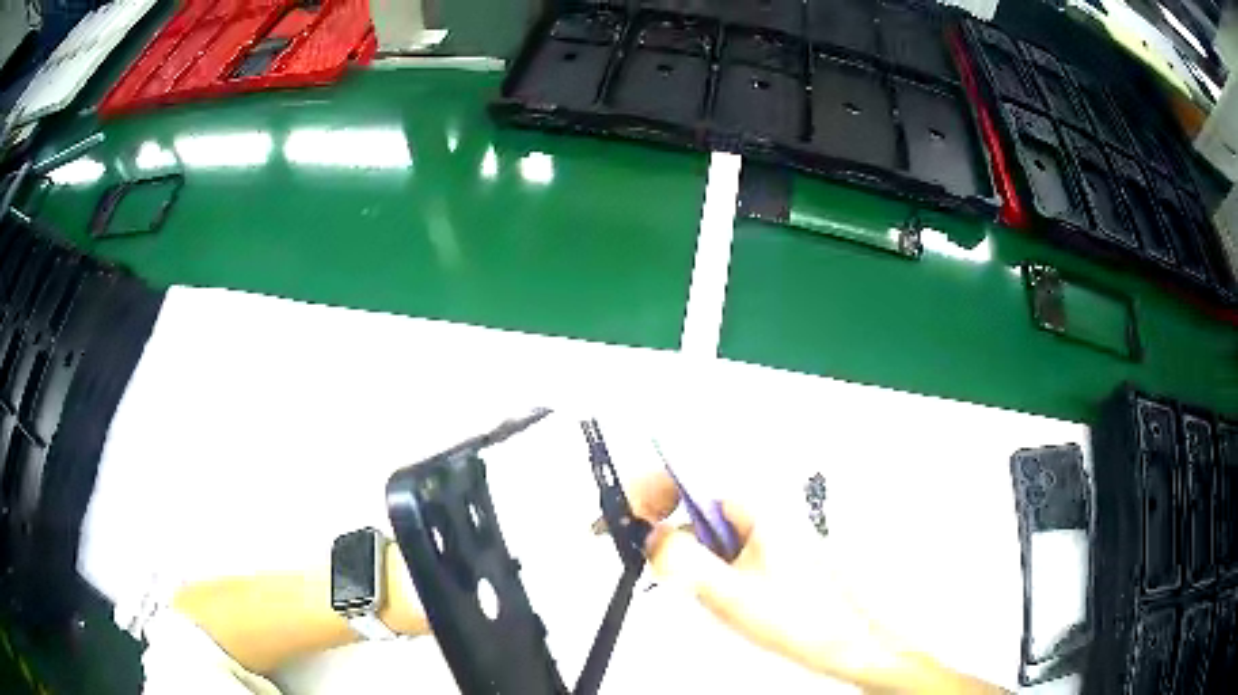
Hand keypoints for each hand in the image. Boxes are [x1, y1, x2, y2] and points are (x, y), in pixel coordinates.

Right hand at [625, 472, 1005, 693]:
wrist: (853, 639)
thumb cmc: (809, 619)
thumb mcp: (731, 595)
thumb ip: (683, 561)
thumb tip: (653, 538)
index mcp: (754, 504)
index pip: (682, 474)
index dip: (642, 493)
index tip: (616, 520)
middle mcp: (761, 506)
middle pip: (690, 497)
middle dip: (658, 524)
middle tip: (639, 556)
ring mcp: (766, 526)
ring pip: (705, 525)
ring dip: (681, 547)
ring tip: (680, 582)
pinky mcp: (769, 546)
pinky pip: (722, 543)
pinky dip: (702, 560)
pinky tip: (711, 589)